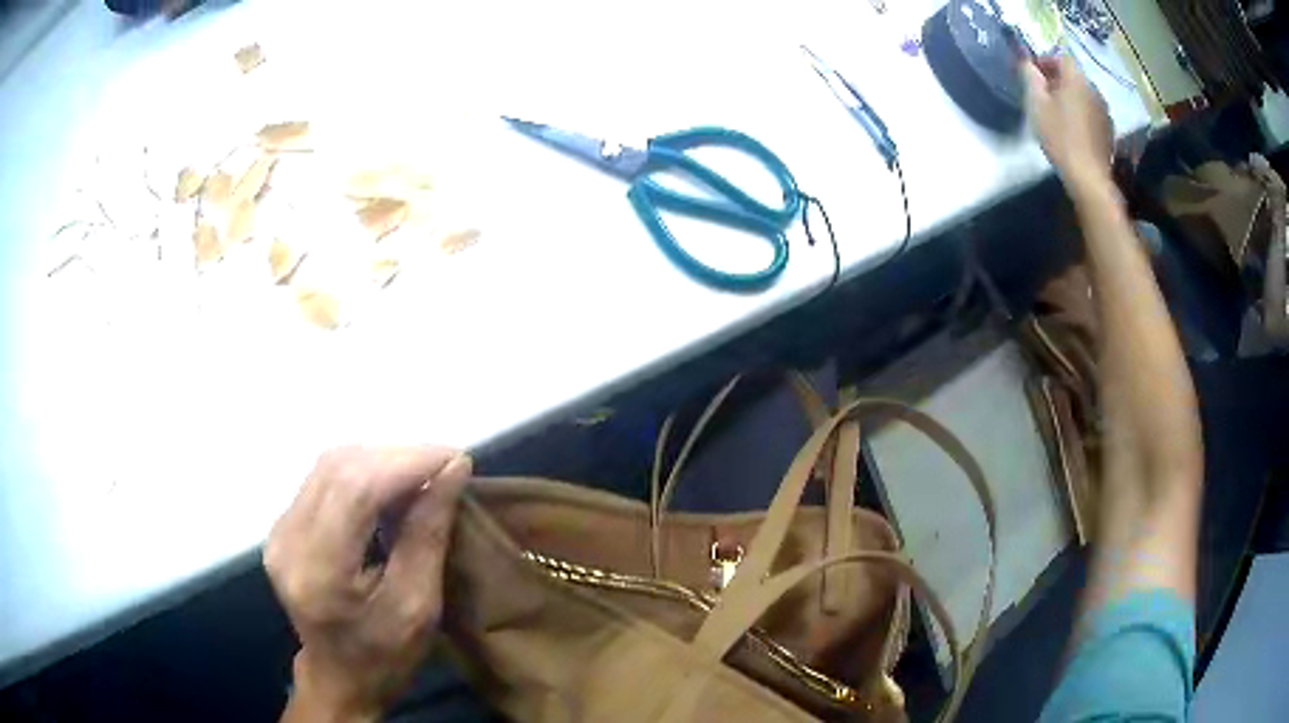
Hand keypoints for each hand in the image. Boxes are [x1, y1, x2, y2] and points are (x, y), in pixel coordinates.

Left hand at [266, 446, 471, 721]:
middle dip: (397, 457)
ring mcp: (279, 530)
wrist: (338, 679)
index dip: (406, 463)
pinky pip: (323, 480)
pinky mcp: (282, 526)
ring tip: (422, 473)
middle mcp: (288, 540)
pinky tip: (390, 486)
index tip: (454, 459)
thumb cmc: (385, 656)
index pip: (356, 490)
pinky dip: (362, 473)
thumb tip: (453, 471)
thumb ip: (428, 535)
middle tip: (444, 465)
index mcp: (319, 572)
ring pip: (329, 466)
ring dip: (380, 460)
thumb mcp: (418, 607)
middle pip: (340, 469)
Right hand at [1023, 55, 1114, 188]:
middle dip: (1058, 80)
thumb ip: (1030, 77)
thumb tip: (1027, 63)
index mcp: (1076, 79)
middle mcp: (1094, 90)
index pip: (1061, 57)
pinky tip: (1072, 130)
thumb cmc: (1060, 137)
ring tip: (1057, 113)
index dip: (1046, 61)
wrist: (1089, 178)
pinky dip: (1081, 114)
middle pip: (1074, 76)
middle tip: (1043, 94)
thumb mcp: (1036, 104)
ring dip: (1070, 98)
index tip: (1033, 74)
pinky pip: (1091, 113)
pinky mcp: (1108, 131)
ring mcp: (1104, 111)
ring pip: (1083, 95)